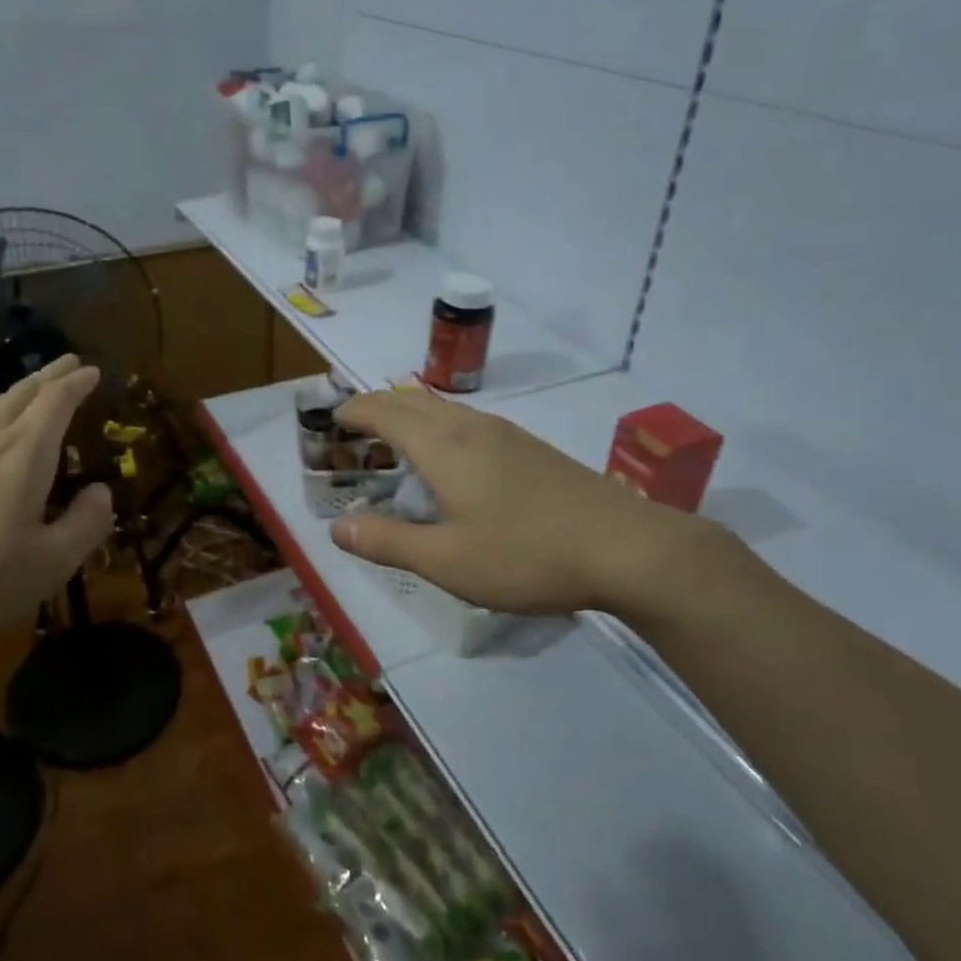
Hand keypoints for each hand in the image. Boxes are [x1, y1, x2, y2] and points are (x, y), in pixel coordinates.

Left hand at [0, 355, 113, 661]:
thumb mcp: (51, 563)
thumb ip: (86, 524)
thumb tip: (102, 493)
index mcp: (24, 454)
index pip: (55, 402)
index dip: (76, 383)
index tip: (92, 370)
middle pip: (20, 394)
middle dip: (48, 376)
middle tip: (68, 363)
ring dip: (17, 393)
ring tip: (30, 389)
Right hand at [330, 390, 714, 620]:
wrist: (628, 548)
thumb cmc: (526, 554)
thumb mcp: (446, 560)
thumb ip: (387, 542)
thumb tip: (337, 529)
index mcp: (443, 446)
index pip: (385, 412)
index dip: (355, 411)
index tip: (332, 418)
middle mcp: (471, 427)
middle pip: (413, 400)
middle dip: (378, 405)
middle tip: (355, 426)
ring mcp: (506, 434)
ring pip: (444, 409)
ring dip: (411, 414)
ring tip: (395, 437)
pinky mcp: (531, 449)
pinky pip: (468, 421)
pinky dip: (439, 425)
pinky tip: (452, 456)